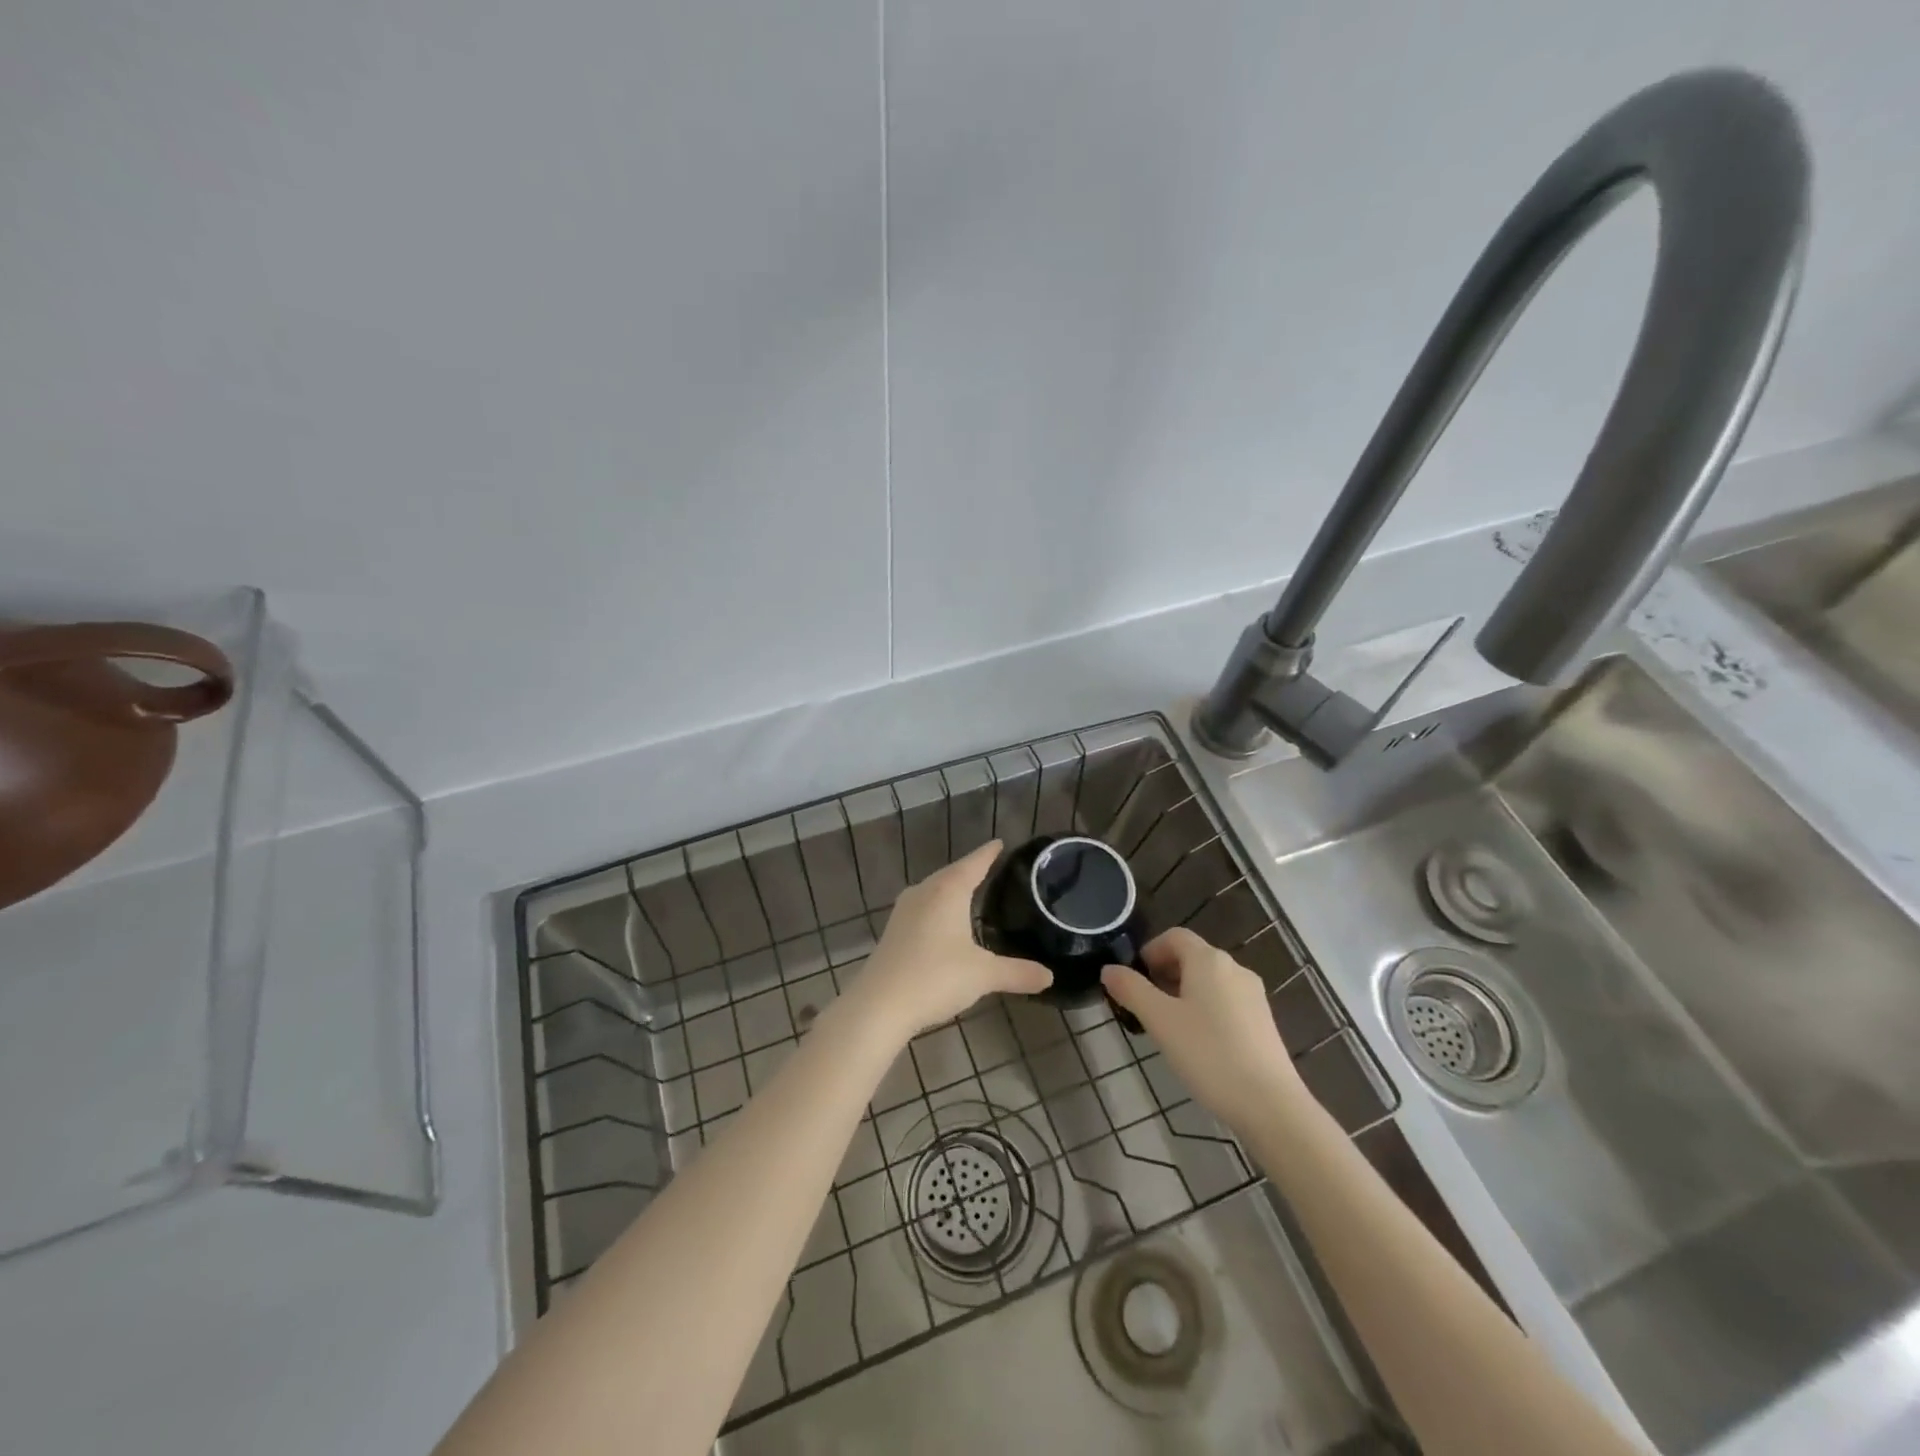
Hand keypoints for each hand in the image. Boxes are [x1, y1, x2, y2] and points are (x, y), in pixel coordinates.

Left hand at [844, 841, 1052, 1043]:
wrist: (879, 1005)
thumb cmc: (936, 977)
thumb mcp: (983, 975)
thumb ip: (1018, 973)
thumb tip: (1049, 977)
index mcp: (948, 890)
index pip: (974, 863)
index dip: (988, 853)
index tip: (1000, 842)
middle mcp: (924, 891)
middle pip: (952, 873)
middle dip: (971, 870)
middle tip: (991, 867)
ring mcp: (904, 910)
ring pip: (934, 890)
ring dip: (952, 889)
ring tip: (971, 892)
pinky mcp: (893, 930)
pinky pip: (923, 907)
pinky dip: (939, 908)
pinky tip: (945, 922)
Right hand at [1101, 928, 1302, 1133]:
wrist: (1270, 1104)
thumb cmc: (1208, 1053)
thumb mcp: (1160, 1020)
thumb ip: (1131, 990)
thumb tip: (1108, 969)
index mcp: (1209, 960)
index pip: (1174, 937)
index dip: (1149, 951)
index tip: (1133, 978)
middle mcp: (1234, 968)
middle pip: (1192, 957)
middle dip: (1164, 973)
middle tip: (1144, 1005)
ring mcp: (1253, 995)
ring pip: (1209, 981)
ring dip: (1183, 992)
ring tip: (1167, 1026)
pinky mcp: (1263, 1021)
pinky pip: (1225, 1001)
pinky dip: (1205, 1008)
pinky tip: (1197, 1042)